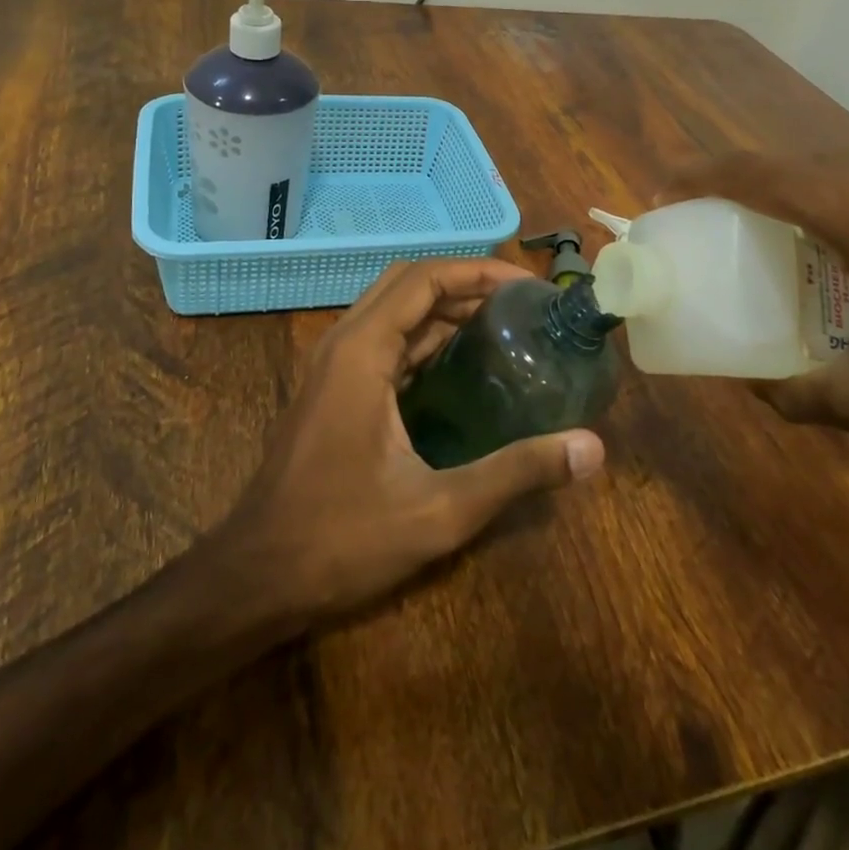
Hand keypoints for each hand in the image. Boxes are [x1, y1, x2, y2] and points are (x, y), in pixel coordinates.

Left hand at [214, 258, 605, 622]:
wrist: (256, 577)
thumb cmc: (342, 539)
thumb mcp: (439, 511)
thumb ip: (516, 473)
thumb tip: (592, 450)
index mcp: (362, 350)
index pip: (424, 278)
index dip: (479, 272)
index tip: (528, 287)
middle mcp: (344, 342)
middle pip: (407, 283)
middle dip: (464, 282)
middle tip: (520, 303)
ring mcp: (333, 365)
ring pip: (392, 309)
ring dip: (443, 307)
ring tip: (502, 325)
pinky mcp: (332, 388)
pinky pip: (383, 340)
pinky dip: (423, 335)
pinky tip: (462, 365)